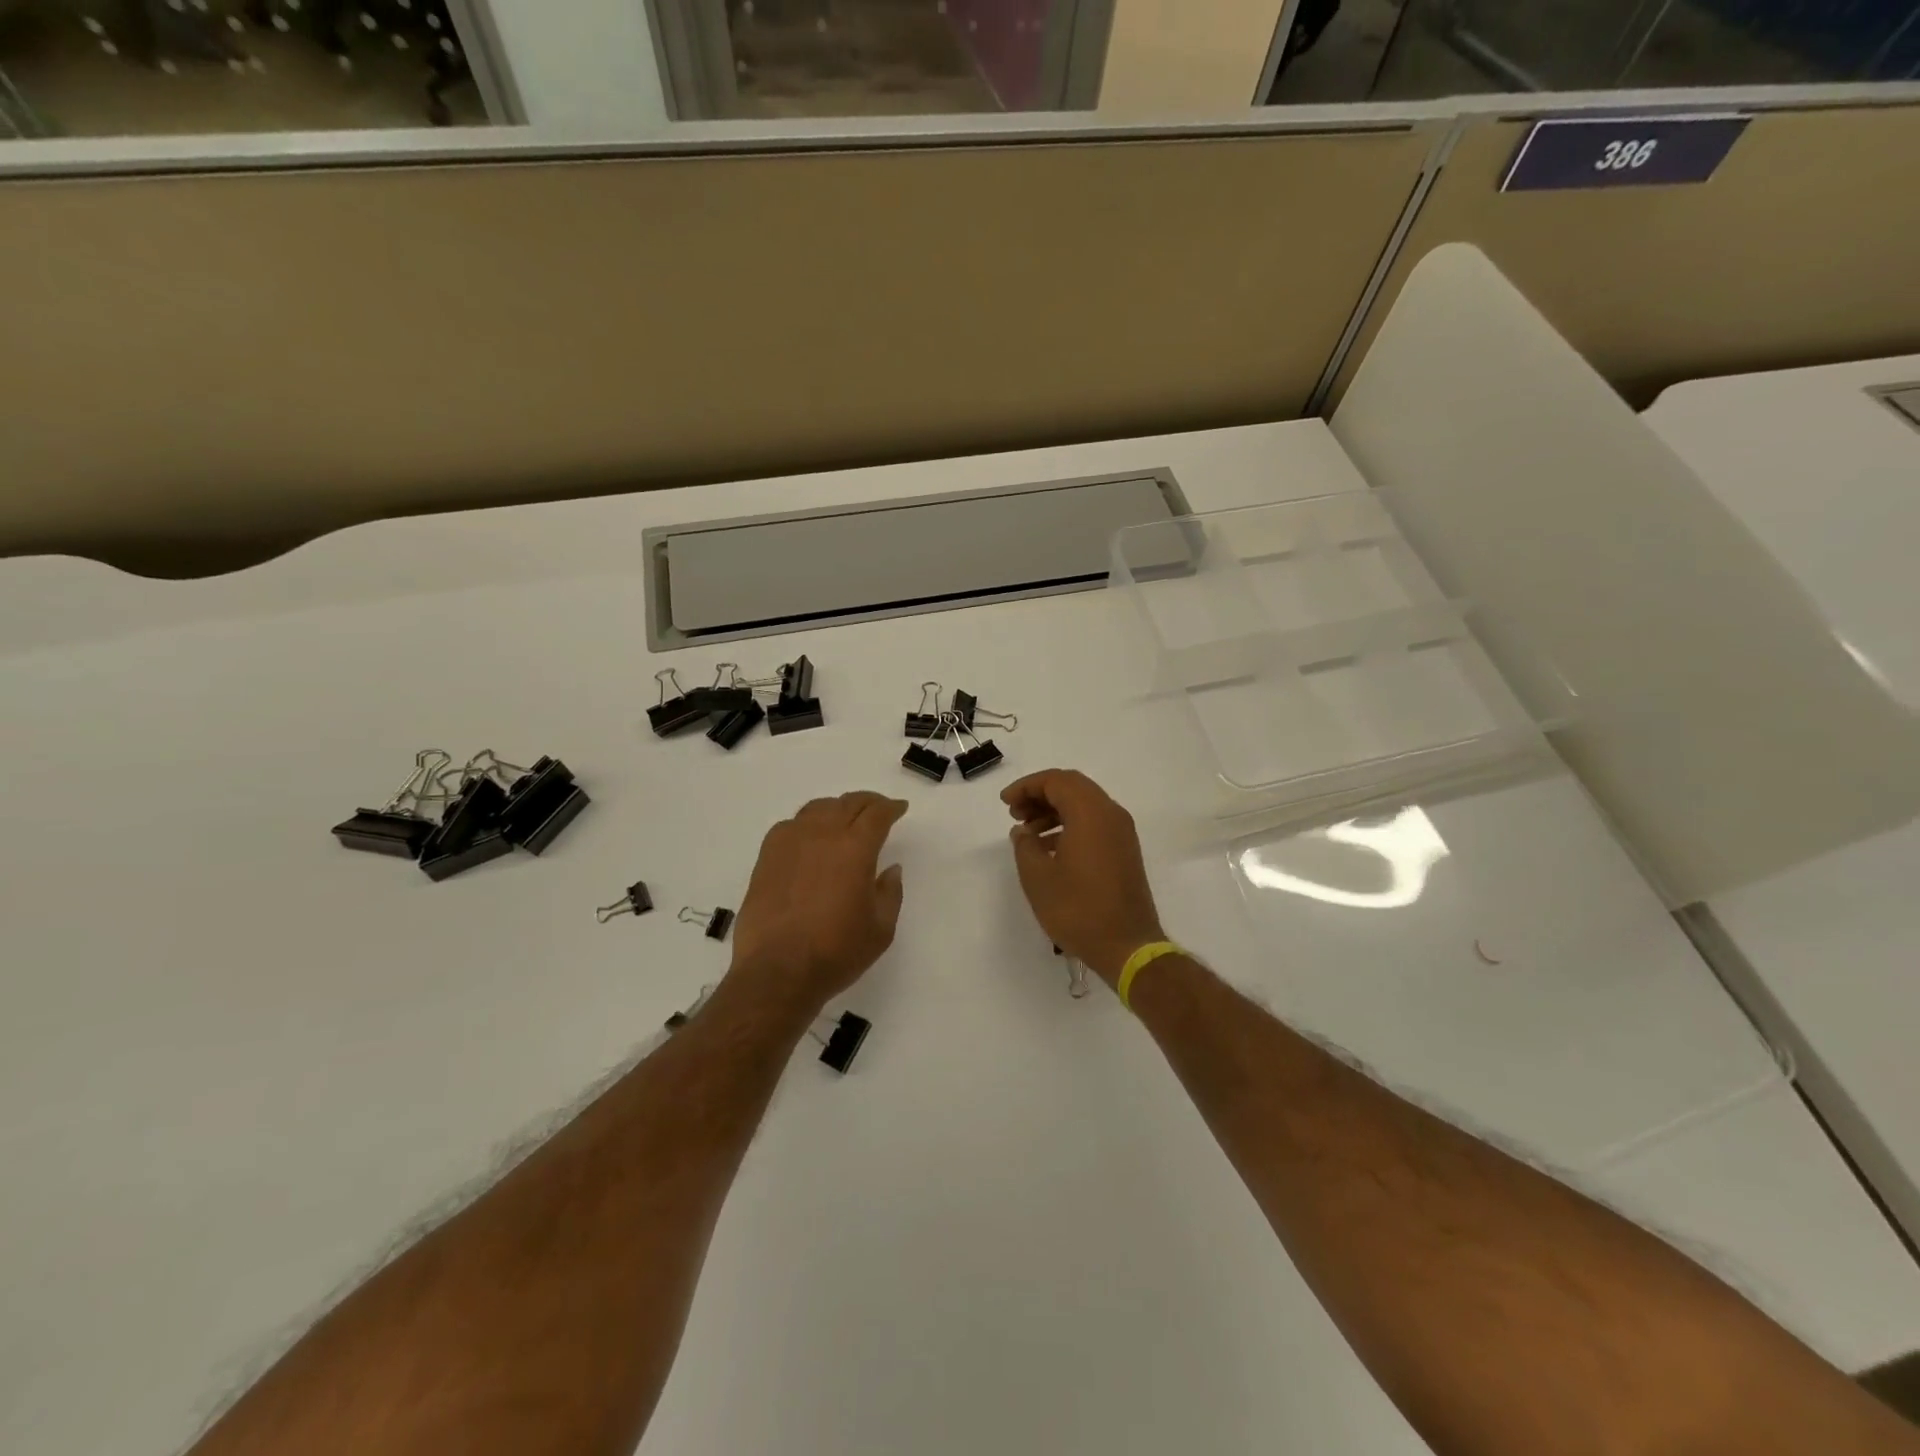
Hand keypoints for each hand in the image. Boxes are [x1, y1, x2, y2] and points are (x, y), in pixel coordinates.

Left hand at [728, 791, 908, 1012]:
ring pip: (817, 809)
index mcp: (855, 848)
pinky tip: (809, 837)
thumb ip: (890, 893)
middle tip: (878, 809)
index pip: (877, 814)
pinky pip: (790, 825)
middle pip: (848, 804)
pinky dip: (807, 823)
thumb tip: (890, 868)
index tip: (899, 808)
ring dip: (837, 808)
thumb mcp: (881, 929)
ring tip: (844, 819)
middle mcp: (822, 835)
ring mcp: (790, 843)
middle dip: (867, 802)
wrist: (777, 971)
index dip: (891, 808)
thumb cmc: (836, 952)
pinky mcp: (766, 857)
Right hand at [1002, 769, 1165, 986]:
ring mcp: (1122, 833)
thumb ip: (1025, 845)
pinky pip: (1094, 823)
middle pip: (1072, 787)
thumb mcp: (1038, 877)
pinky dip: (1070, 825)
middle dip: (1040, 795)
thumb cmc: (1078, 909)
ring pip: (1084, 805)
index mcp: (1091, 813)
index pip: (1056, 781)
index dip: (1027, 786)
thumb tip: (1023, 831)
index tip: (1005, 802)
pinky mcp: (1125, 850)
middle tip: (1014, 813)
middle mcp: (1111, 814)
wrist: (1127, 946)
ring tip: (1028, 832)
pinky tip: (1049, 848)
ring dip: (1054, 810)